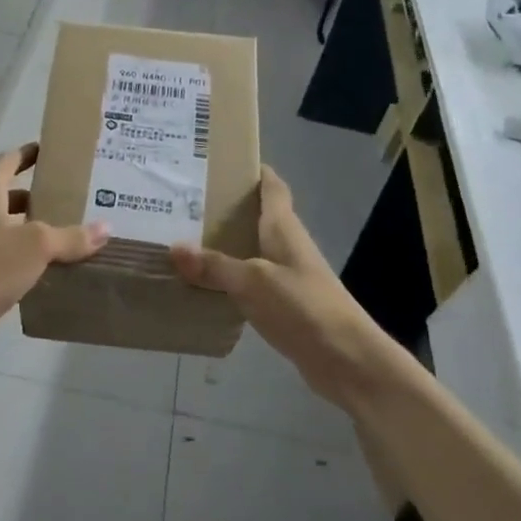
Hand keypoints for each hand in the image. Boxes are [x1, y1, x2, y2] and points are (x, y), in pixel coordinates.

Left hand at [0, 145, 108, 360]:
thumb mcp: (36, 245)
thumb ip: (71, 236)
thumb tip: (105, 228)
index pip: (7, 163)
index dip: (26, 154)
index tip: (49, 150)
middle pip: (8, 197)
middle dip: (37, 196)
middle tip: (71, 198)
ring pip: (9, 230)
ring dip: (33, 230)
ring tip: (69, 234)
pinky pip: (7, 258)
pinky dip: (27, 259)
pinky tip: (51, 270)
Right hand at [171, 168, 388, 409]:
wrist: (346, 359)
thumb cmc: (303, 306)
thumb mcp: (253, 281)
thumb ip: (215, 265)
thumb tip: (174, 247)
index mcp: (283, 227)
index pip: (272, 186)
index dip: (252, 170)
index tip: (220, 161)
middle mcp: (285, 245)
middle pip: (254, 216)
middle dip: (223, 207)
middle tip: (181, 201)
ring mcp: (285, 276)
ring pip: (248, 249)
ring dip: (221, 244)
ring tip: (181, 238)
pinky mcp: (281, 305)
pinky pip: (247, 282)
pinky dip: (225, 278)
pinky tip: (200, 284)